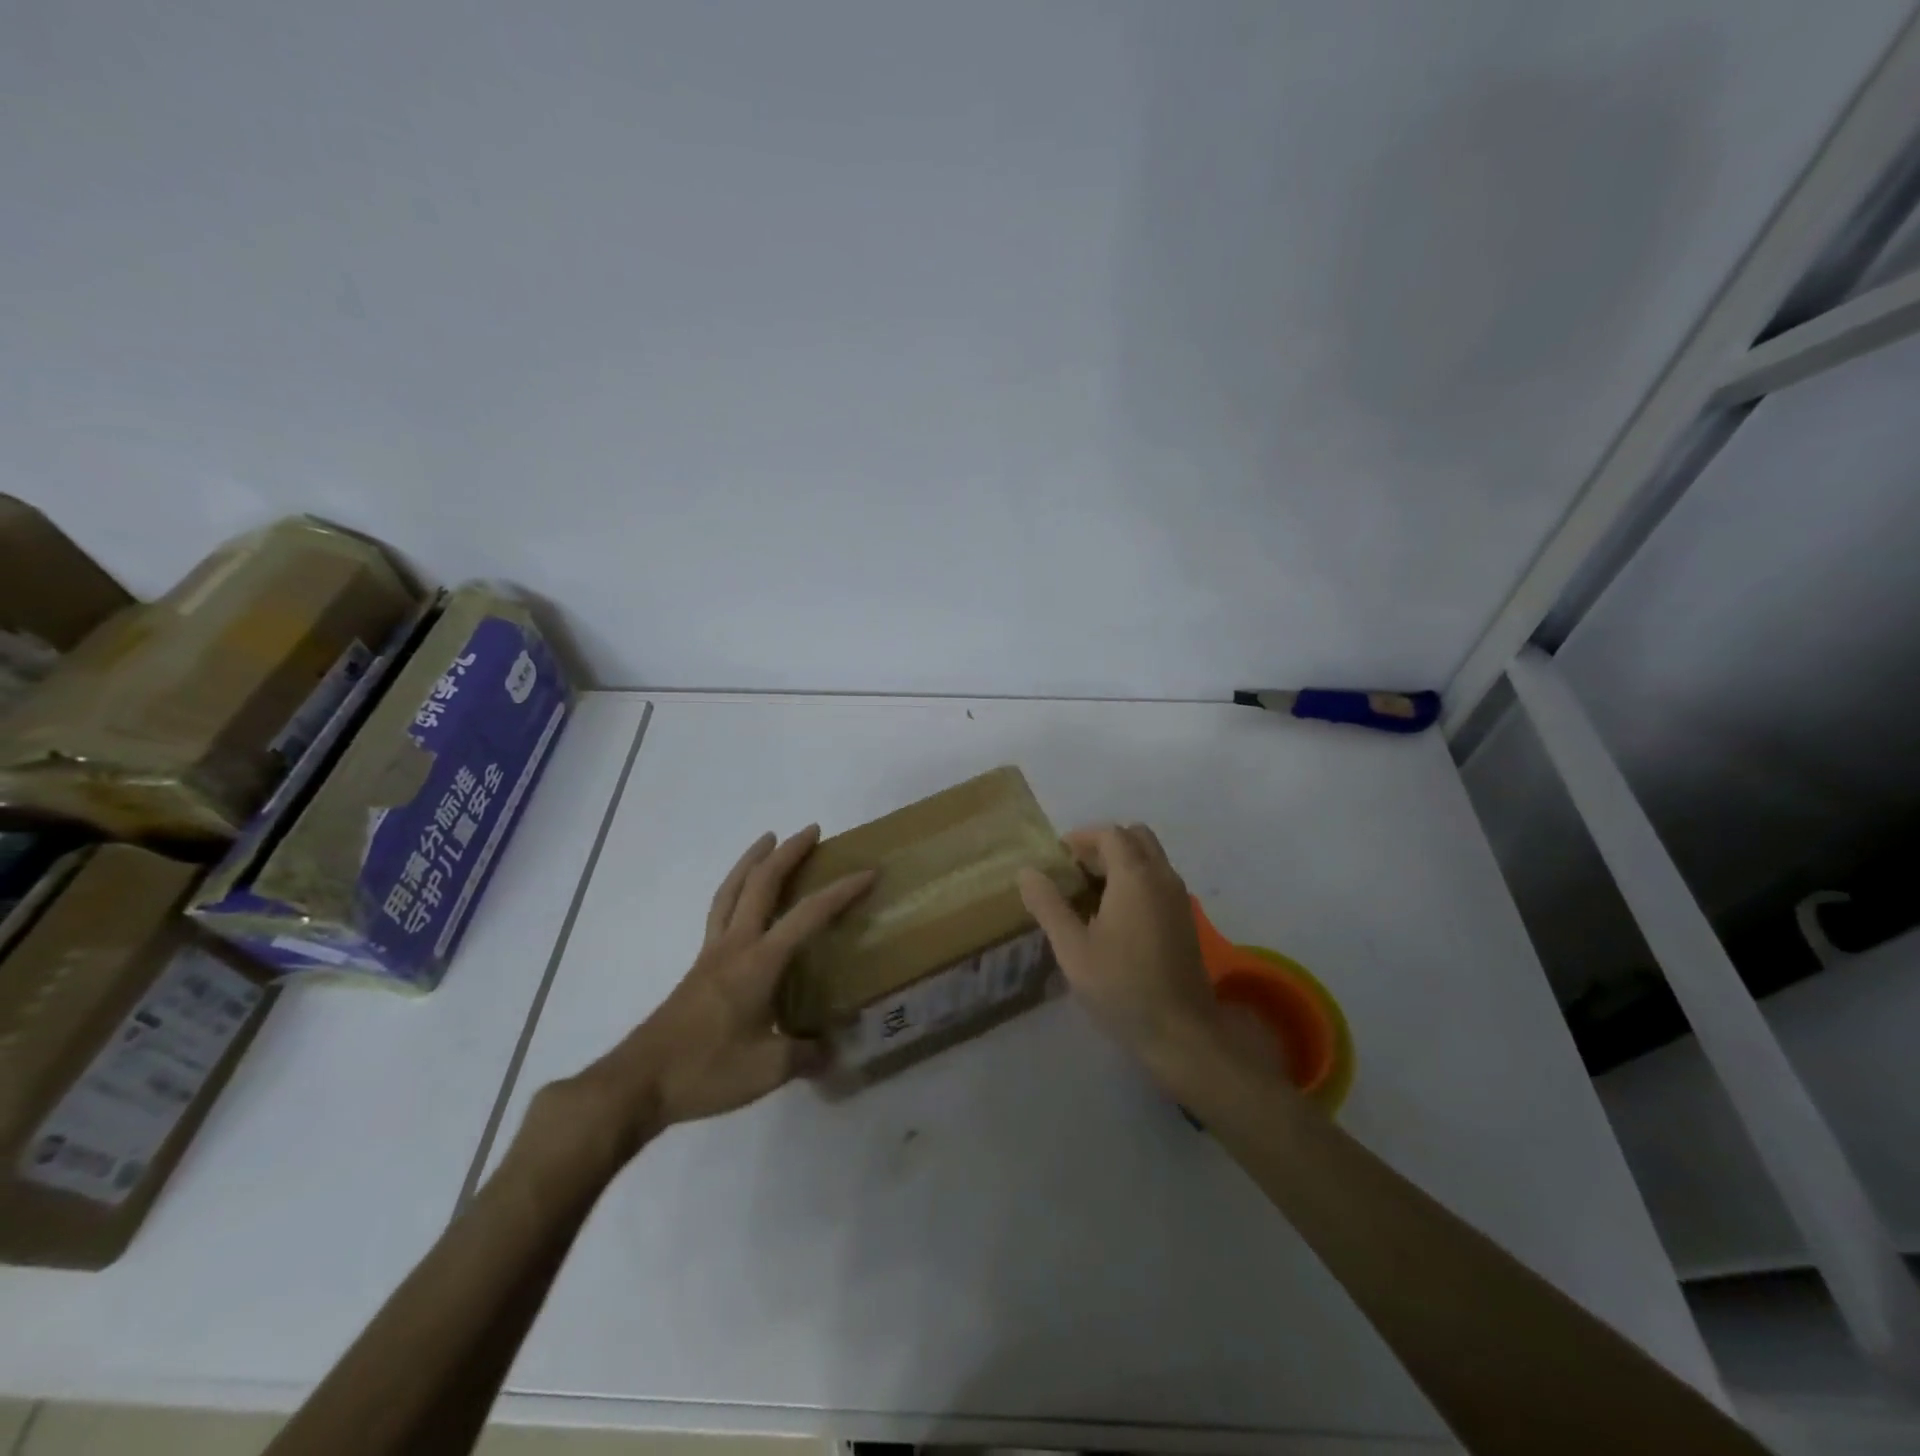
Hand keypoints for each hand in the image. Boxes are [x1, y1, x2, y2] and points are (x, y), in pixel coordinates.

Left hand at [524, 827, 872, 1173]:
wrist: (638, 1083)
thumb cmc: (706, 1070)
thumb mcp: (768, 1070)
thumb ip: (806, 1055)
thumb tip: (834, 1049)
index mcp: (759, 962)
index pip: (808, 915)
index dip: (840, 892)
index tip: (867, 872)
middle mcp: (735, 945)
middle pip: (761, 884)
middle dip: (788, 853)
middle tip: (812, 830)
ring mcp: (712, 953)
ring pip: (732, 890)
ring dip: (752, 860)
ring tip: (768, 840)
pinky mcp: (698, 967)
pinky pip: (719, 911)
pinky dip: (734, 889)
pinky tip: (741, 897)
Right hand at [1017, 823, 1218, 1076]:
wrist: (1180, 1031)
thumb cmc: (1121, 986)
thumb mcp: (1072, 948)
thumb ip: (1048, 905)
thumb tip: (1027, 871)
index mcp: (1136, 877)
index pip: (1110, 834)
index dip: (1081, 838)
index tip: (1057, 859)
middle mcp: (1162, 877)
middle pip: (1135, 838)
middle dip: (1104, 845)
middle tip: (1075, 872)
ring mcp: (1179, 898)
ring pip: (1150, 858)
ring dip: (1121, 863)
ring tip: (1089, 894)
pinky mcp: (1185, 919)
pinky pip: (1158, 880)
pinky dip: (1136, 881)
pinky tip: (1113, 916)